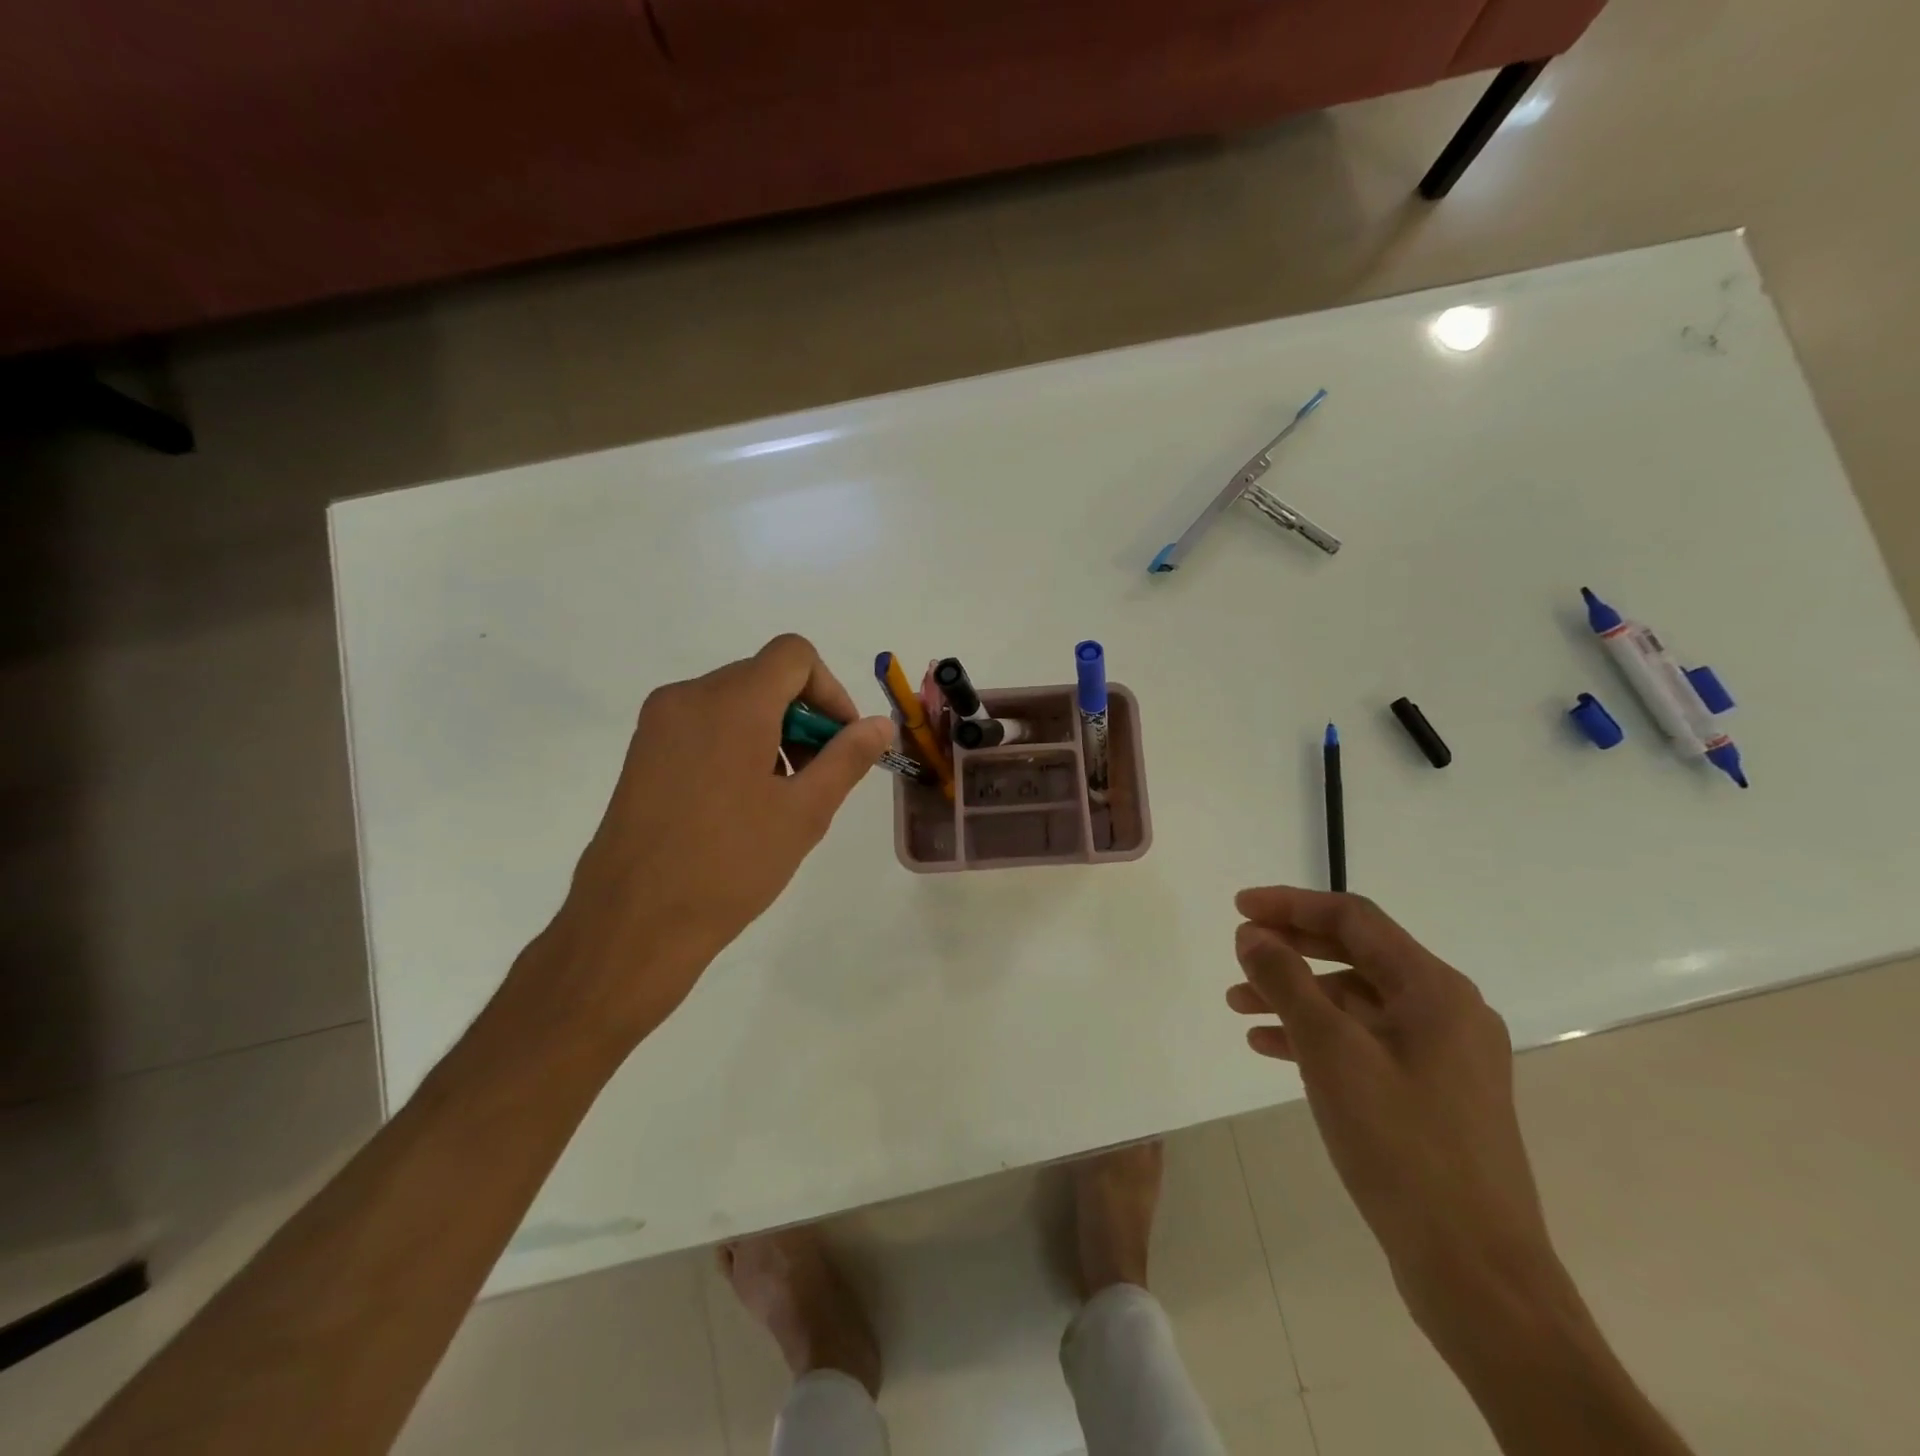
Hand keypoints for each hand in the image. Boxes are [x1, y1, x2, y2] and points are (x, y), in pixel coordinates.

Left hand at [523, 635, 892, 1050]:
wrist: (633, 922)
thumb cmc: (730, 864)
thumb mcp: (805, 812)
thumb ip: (848, 757)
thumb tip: (880, 724)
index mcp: (733, 702)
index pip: (795, 655)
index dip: (830, 691)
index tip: (841, 742)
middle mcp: (690, 696)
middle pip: (765, 676)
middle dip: (804, 716)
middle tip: (817, 776)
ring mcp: (659, 723)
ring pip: (734, 701)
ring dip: (772, 731)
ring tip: (780, 795)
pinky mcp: (643, 751)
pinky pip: (704, 724)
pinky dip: (737, 743)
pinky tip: (741, 802)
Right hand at [1227, 887, 1560, 1337]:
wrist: (1477, 1273)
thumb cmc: (1402, 1146)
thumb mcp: (1330, 1052)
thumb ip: (1287, 982)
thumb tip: (1252, 935)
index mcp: (1435, 990)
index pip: (1354, 919)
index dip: (1291, 904)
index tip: (1238, 907)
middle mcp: (1446, 1011)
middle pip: (1355, 955)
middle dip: (1291, 949)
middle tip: (1238, 951)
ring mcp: (1442, 1056)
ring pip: (1355, 1002)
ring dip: (1297, 996)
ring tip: (1239, 1006)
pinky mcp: (1431, 1094)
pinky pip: (1364, 1042)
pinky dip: (1317, 1036)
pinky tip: (1270, 1047)